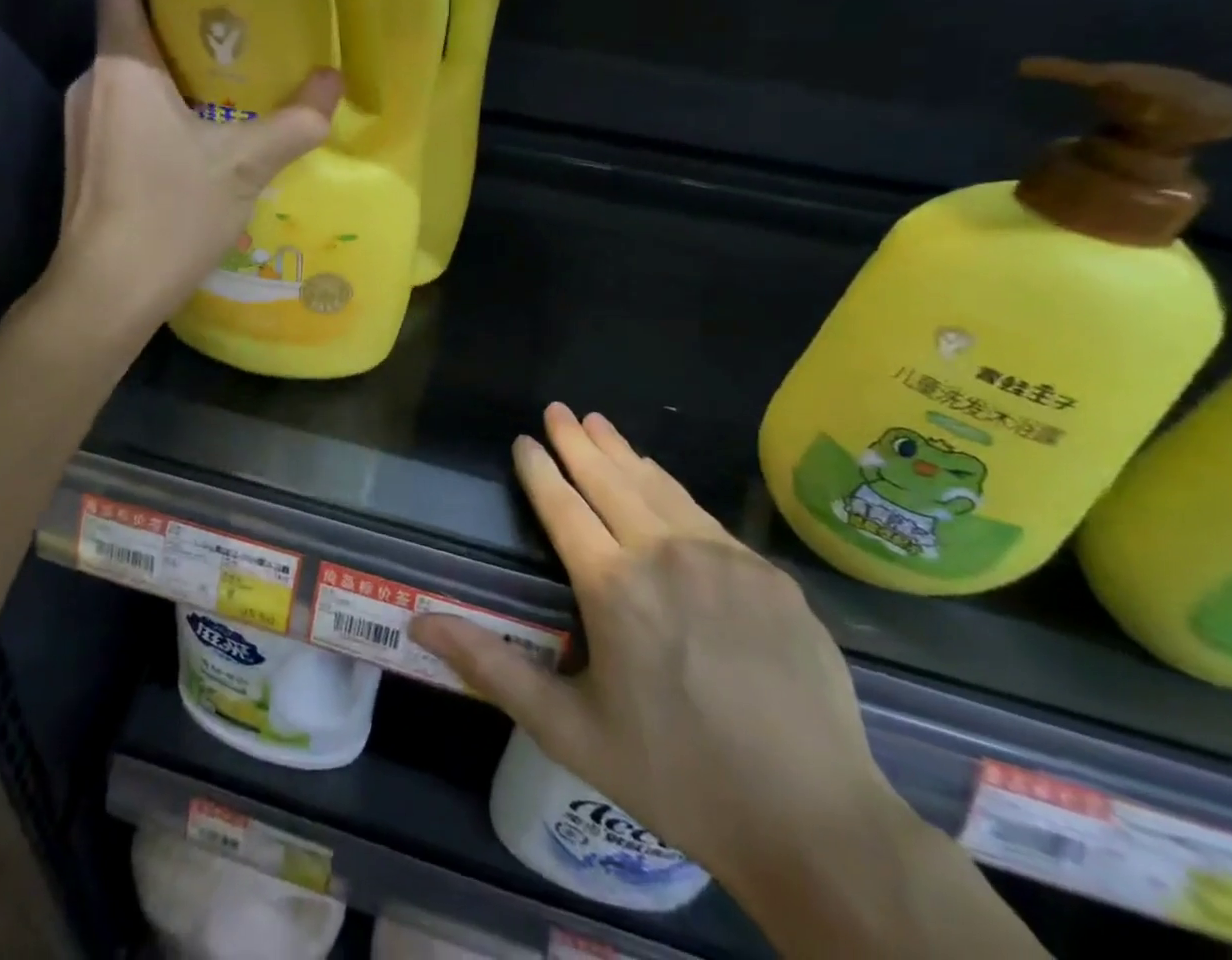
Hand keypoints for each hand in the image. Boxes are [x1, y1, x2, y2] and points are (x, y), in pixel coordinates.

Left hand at [56, 0, 341, 329]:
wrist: (105, 292)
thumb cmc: (170, 214)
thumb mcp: (244, 166)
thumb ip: (294, 122)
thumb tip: (335, 83)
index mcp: (122, 69)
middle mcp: (90, 86)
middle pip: (126, 32)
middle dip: (175, 25)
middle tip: (232, 33)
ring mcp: (79, 127)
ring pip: (125, 78)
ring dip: (167, 74)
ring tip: (222, 86)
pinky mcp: (83, 163)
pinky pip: (119, 114)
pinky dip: (153, 110)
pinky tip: (193, 140)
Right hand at [409, 404, 899, 897]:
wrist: (813, 822)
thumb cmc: (674, 775)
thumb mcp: (566, 729)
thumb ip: (490, 666)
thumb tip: (418, 623)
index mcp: (612, 585)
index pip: (562, 506)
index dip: (539, 470)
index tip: (524, 441)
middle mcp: (664, 554)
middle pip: (609, 480)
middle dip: (577, 442)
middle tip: (558, 410)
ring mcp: (723, 559)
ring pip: (659, 487)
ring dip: (623, 453)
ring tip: (599, 425)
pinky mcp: (768, 575)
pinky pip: (705, 517)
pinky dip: (671, 488)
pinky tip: (661, 480)